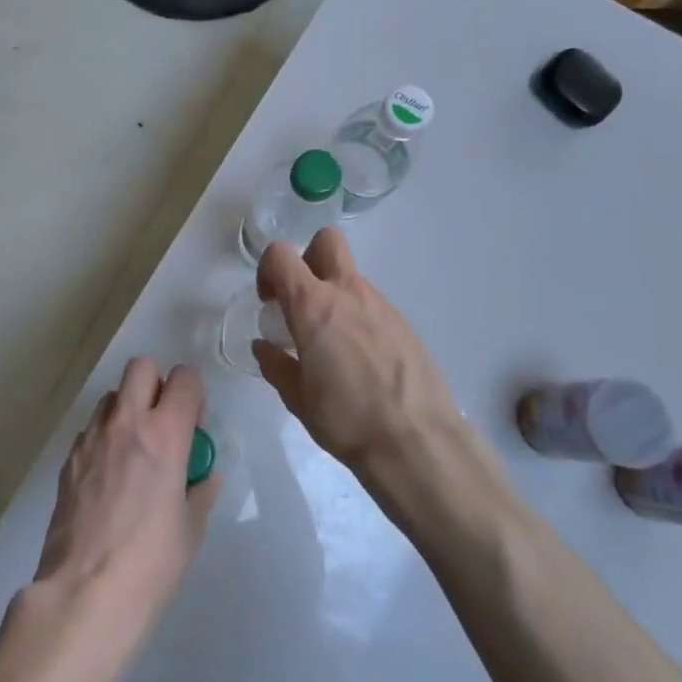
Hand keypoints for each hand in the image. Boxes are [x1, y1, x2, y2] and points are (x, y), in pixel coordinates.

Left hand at [33, 358, 217, 651]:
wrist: (84, 592)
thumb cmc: (150, 562)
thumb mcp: (191, 527)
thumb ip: (200, 490)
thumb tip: (203, 475)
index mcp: (165, 434)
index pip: (184, 378)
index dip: (194, 393)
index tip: (194, 424)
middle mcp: (126, 424)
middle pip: (141, 367)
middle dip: (157, 384)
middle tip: (164, 423)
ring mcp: (91, 439)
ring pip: (112, 396)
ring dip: (128, 408)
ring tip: (135, 449)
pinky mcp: (68, 460)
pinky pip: (91, 429)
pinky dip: (105, 437)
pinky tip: (110, 476)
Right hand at [254, 229, 464, 510]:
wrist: (416, 440)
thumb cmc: (346, 419)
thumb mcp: (297, 398)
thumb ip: (276, 365)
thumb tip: (265, 347)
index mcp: (313, 306)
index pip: (281, 254)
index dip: (267, 270)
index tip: (269, 302)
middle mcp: (348, 293)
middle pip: (327, 241)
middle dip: (308, 258)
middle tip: (302, 301)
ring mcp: (382, 305)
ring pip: (352, 277)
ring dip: (335, 296)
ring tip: (332, 346)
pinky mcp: (405, 324)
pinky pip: (373, 306)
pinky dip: (359, 319)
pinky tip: (361, 361)